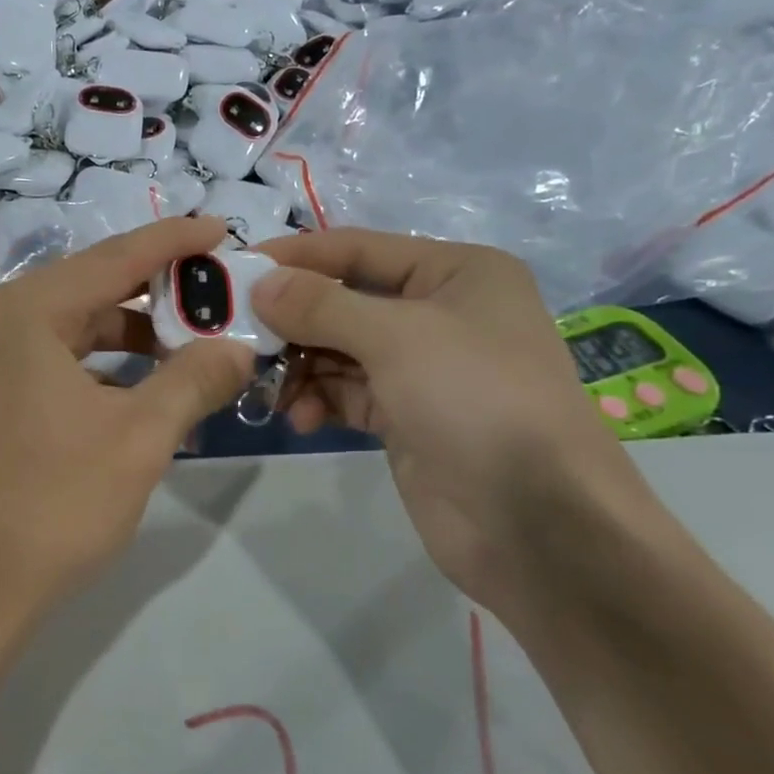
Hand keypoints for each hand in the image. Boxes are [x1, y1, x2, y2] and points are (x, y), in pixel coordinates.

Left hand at [0, 217, 255, 626]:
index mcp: (18, 313)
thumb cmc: (50, 509)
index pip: (111, 259)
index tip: (218, 229)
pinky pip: (29, 362)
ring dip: (115, 342)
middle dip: (148, 301)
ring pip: (54, 331)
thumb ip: (194, 379)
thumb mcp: (138, 440)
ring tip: (176, 358)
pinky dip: (78, 371)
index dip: (171, 243)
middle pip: (80, 293)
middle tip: (208, 307)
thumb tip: (238, 348)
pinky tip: (120, 396)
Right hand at [251, 230, 647, 613]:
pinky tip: (301, 418)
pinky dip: (319, 399)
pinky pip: (347, 392)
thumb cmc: (476, 401)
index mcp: (456, 272)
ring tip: (267, 386)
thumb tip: (259, 282)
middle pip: (344, 300)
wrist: (538, 525)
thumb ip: (321, 305)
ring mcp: (423, 368)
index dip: (297, 257)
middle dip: (292, 319)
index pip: (358, 248)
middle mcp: (440, 312)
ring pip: (339, 349)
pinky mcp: (406, 417)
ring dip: (300, 364)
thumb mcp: (397, 337)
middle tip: (236, 335)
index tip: (235, 269)